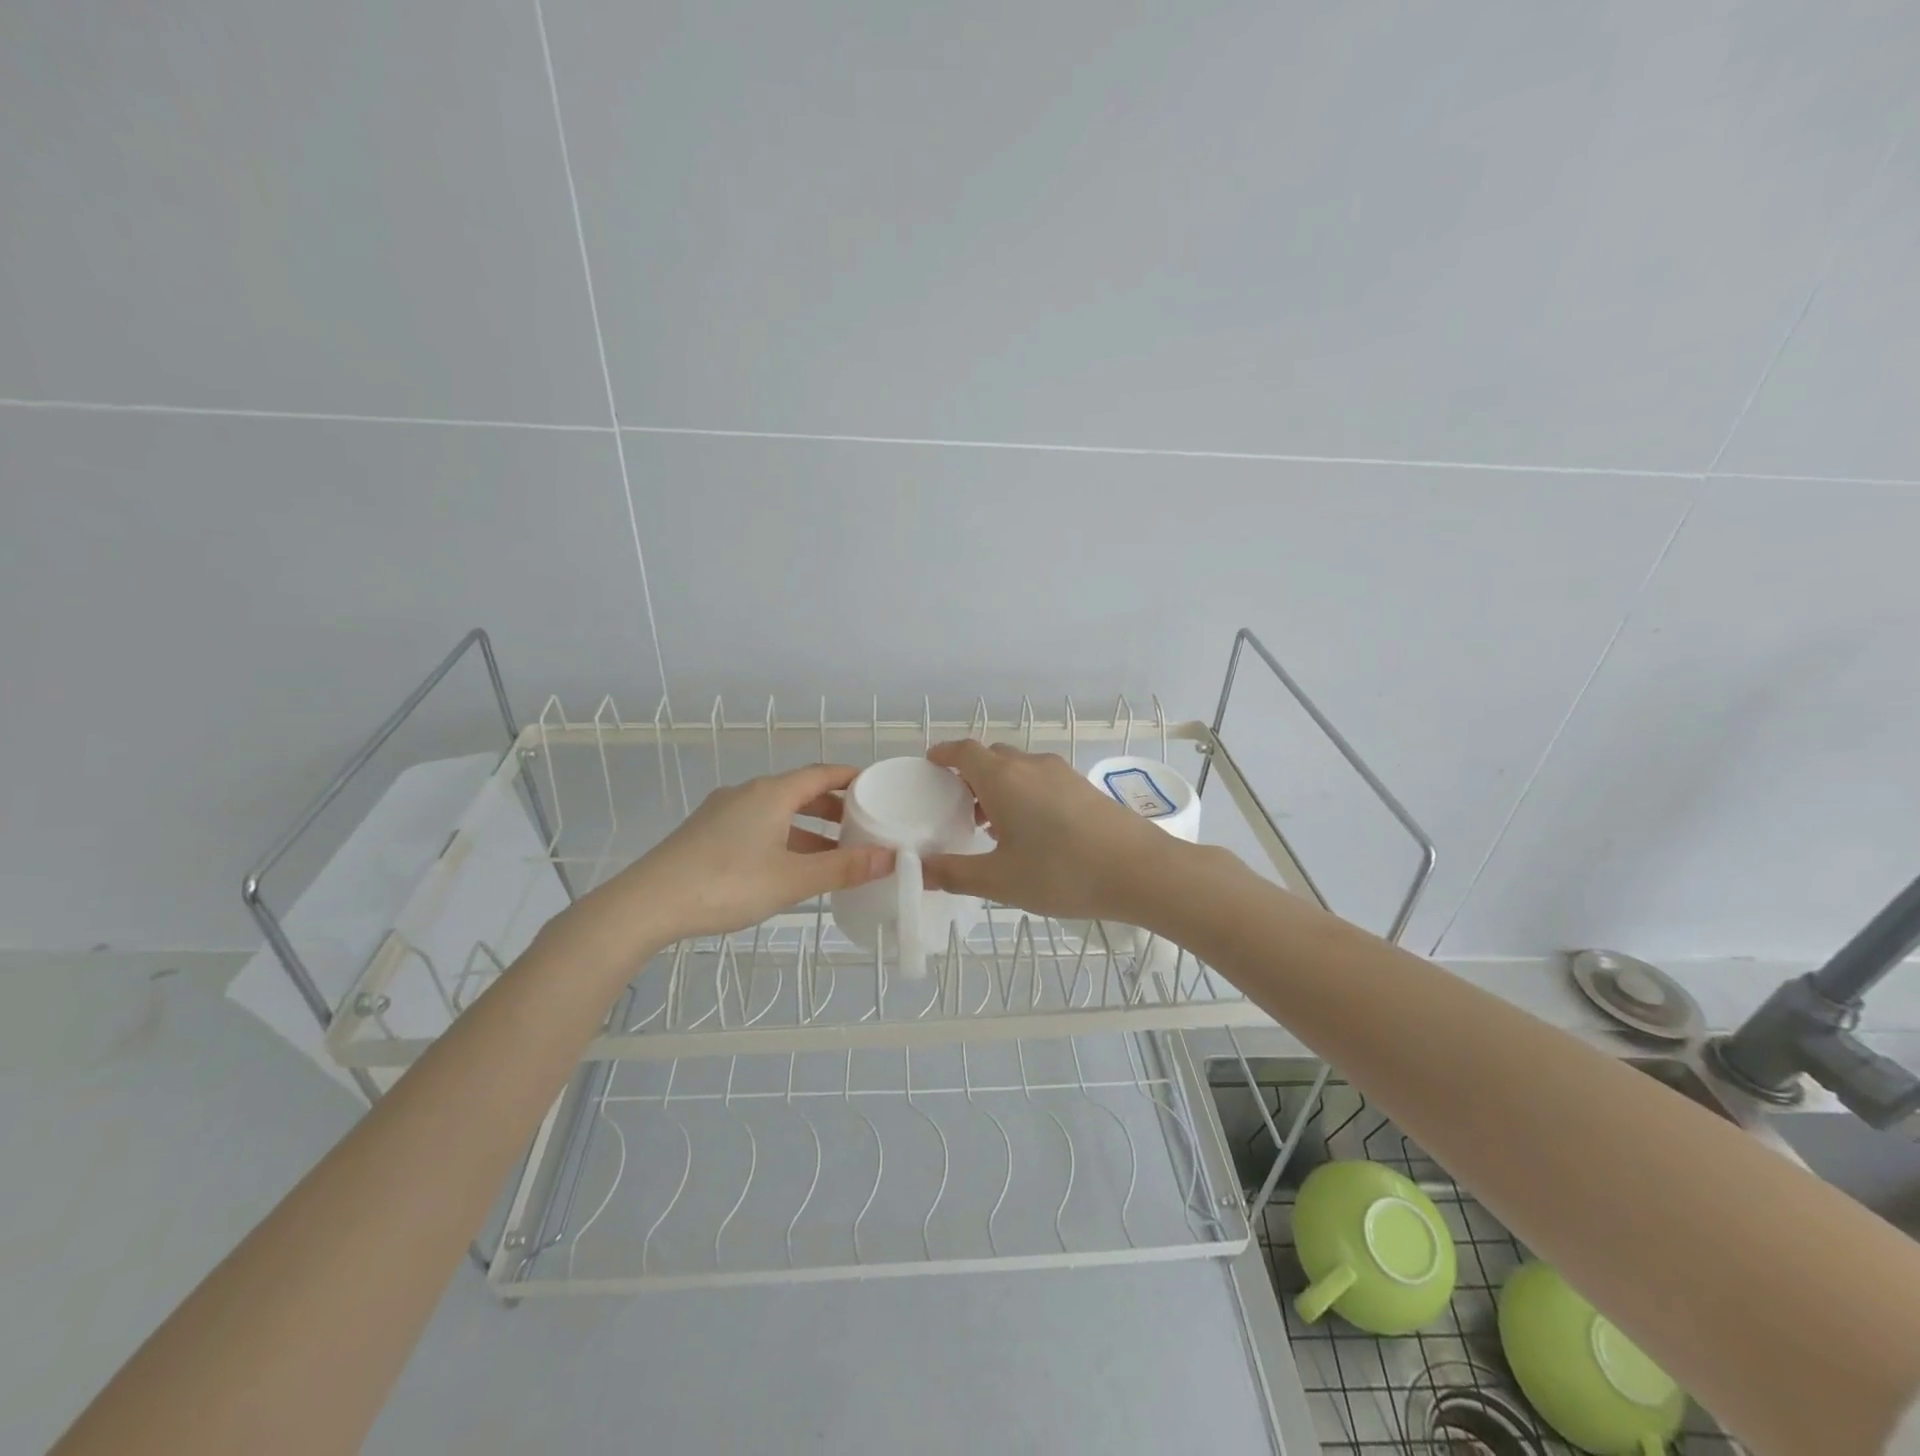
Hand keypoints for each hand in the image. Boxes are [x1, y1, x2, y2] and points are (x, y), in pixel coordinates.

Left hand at [575, 764, 894, 949]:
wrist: (647, 904)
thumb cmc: (727, 883)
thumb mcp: (793, 879)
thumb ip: (843, 868)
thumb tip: (890, 857)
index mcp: (771, 793)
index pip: (822, 773)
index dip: (851, 778)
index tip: (876, 787)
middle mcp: (747, 793)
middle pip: (799, 791)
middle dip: (833, 807)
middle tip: (862, 825)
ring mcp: (722, 812)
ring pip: (777, 811)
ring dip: (807, 827)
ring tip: (833, 852)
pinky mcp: (706, 833)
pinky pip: (757, 825)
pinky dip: (783, 837)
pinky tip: (788, 866)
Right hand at [920, 741, 1183, 921]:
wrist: (1140, 871)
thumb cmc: (1062, 873)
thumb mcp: (1000, 881)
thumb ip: (954, 874)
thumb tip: (919, 869)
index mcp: (1003, 778)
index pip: (964, 751)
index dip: (944, 754)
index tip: (930, 764)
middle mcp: (1031, 766)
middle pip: (991, 757)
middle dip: (969, 775)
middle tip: (956, 806)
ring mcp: (1062, 773)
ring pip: (1018, 768)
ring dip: (998, 786)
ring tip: (989, 824)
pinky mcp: (1084, 787)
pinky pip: (1041, 779)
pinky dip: (1023, 793)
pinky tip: (1029, 831)